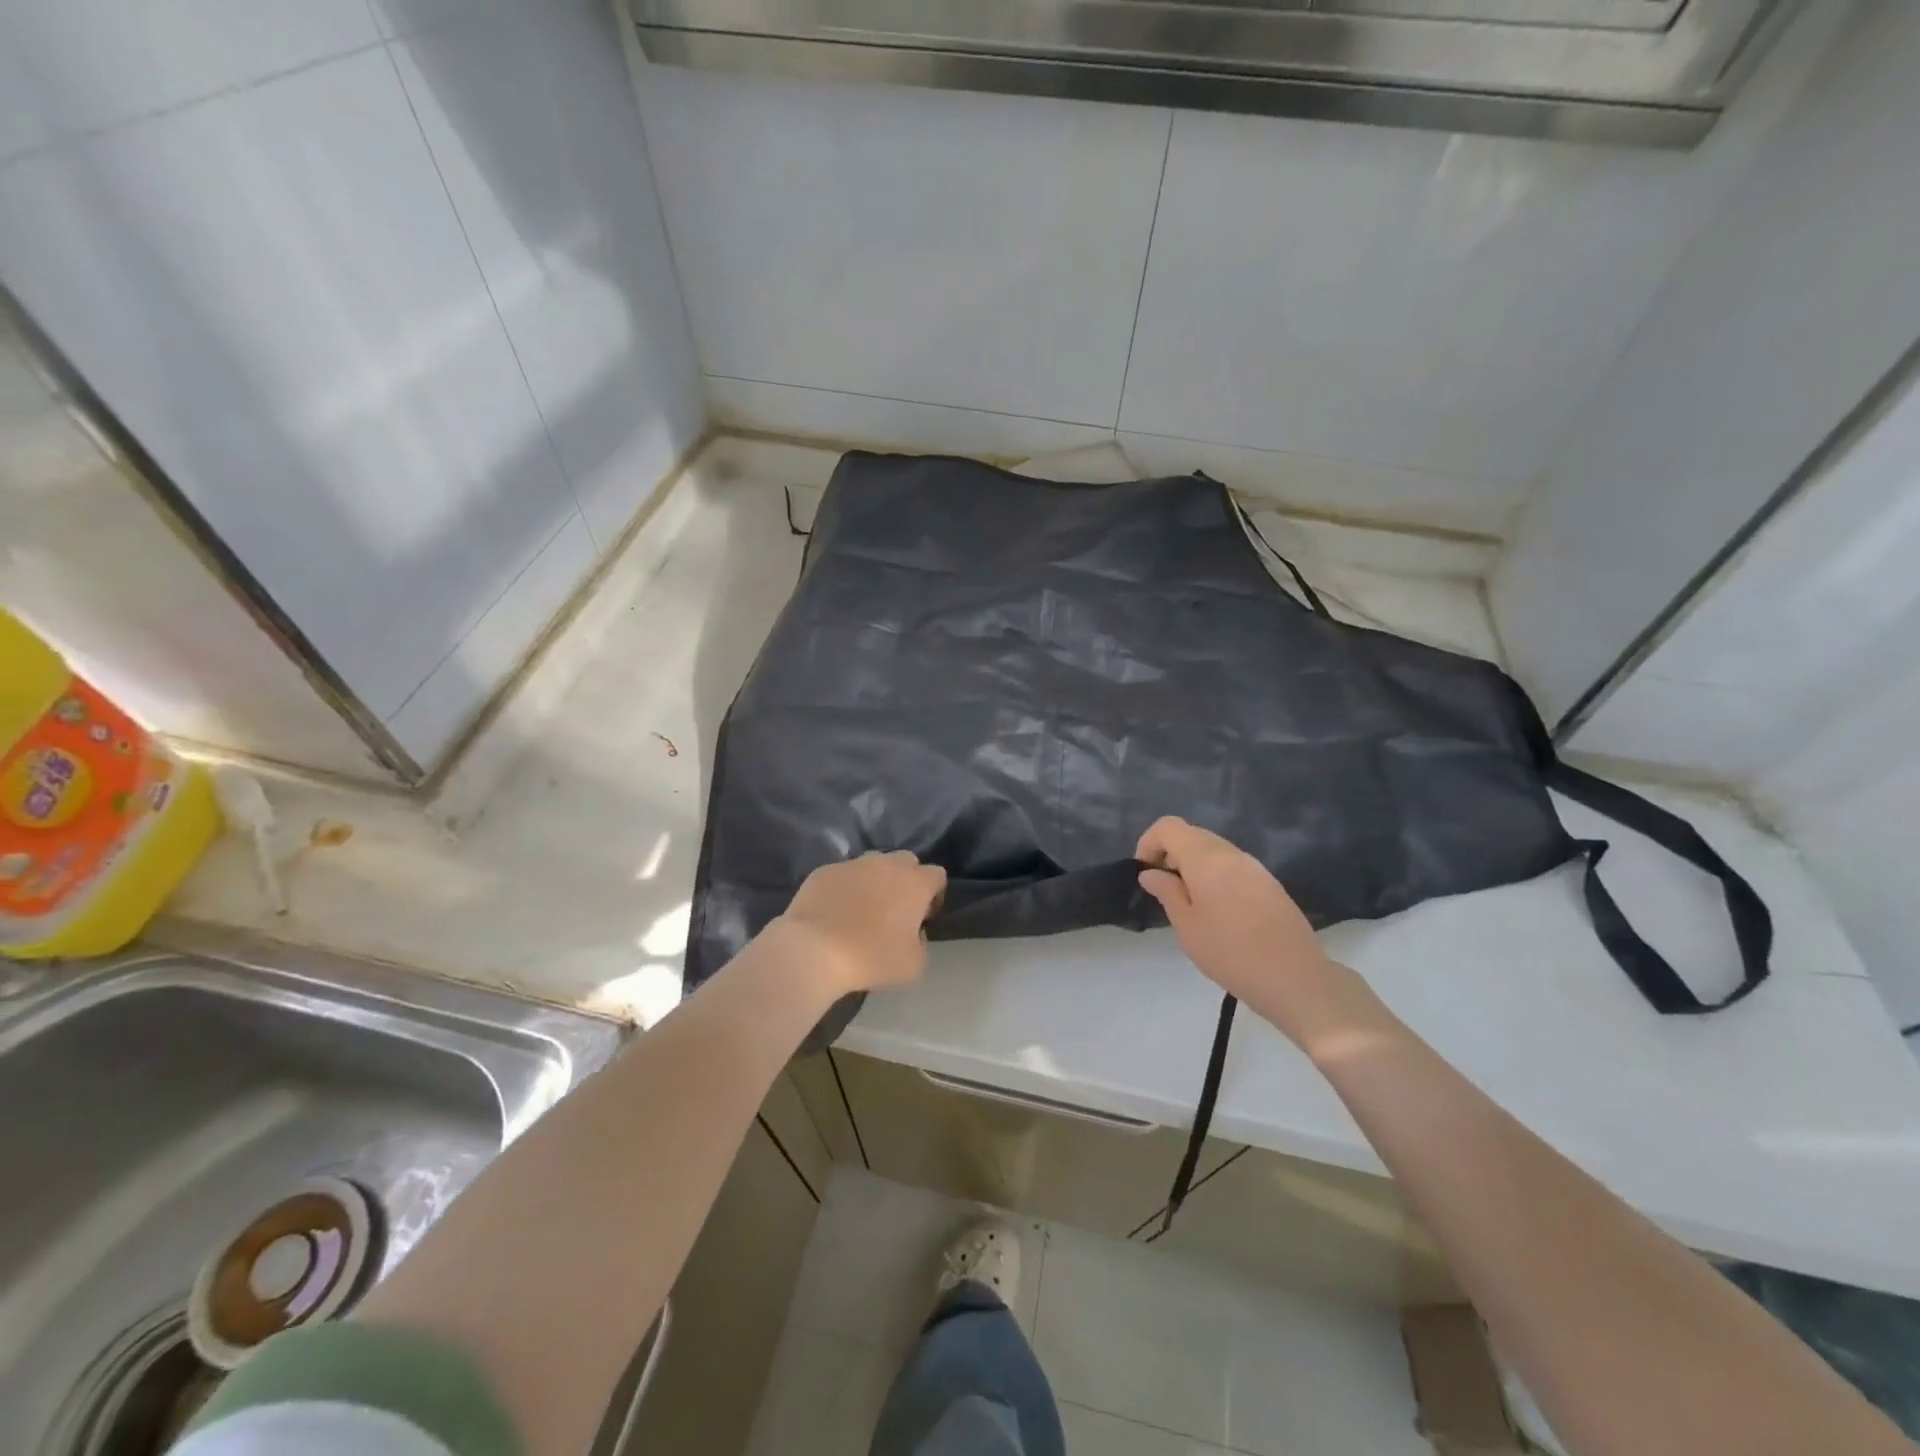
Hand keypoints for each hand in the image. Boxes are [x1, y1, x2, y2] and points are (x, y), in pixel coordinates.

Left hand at [772, 851, 947, 996]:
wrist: (814, 950)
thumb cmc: (871, 957)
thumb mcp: (914, 965)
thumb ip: (923, 944)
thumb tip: (914, 933)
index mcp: (915, 882)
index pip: (937, 875)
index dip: (934, 895)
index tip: (923, 918)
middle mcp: (887, 864)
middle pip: (906, 861)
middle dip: (906, 880)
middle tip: (895, 911)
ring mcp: (853, 864)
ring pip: (873, 864)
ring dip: (874, 880)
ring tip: (862, 909)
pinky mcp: (824, 871)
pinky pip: (842, 875)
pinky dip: (844, 888)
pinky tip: (834, 913)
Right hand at [1136, 817, 1348, 1040]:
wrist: (1296, 979)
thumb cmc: (1230, 954)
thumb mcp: (1187, 927)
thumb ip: (1167, 892)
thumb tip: (1151, 872)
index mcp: (1206, 859)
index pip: (1169, 826)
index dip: (1150, 842)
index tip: (1145, 872)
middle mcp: (1231, 853)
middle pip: (1192, 834)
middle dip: (1170, 853)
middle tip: (1164, 889)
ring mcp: (1255, 867)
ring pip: (1214, 849)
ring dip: (1194, 865)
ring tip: (1189, 902)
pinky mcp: (1270, 883)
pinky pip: (1233, 865)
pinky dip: (1215, 874)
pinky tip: (1218, 910)